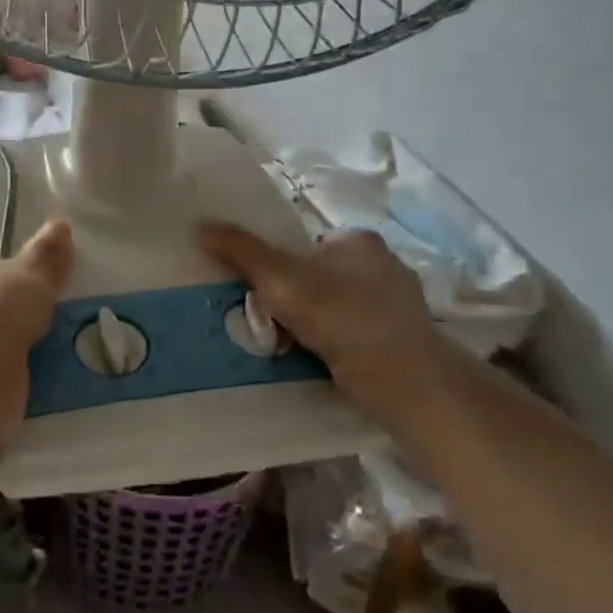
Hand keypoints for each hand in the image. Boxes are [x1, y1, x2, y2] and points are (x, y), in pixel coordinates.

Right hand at [199, 224, 450, 419]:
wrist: (409, 385)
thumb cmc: (344, 319)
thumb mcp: (281, 281)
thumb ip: (242, 252)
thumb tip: (202, 227)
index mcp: (359, 240)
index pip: (305, 245)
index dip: (279, 267)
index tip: (263, 294)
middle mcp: (384, 265)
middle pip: (317, 277)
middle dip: (292, 301)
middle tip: (271, 326)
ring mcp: (397, 305)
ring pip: (334, 309)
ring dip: (311, 327)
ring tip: (290, 349)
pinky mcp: (403, 341)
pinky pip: (353, 336)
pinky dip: (334, 347)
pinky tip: (321, 363)